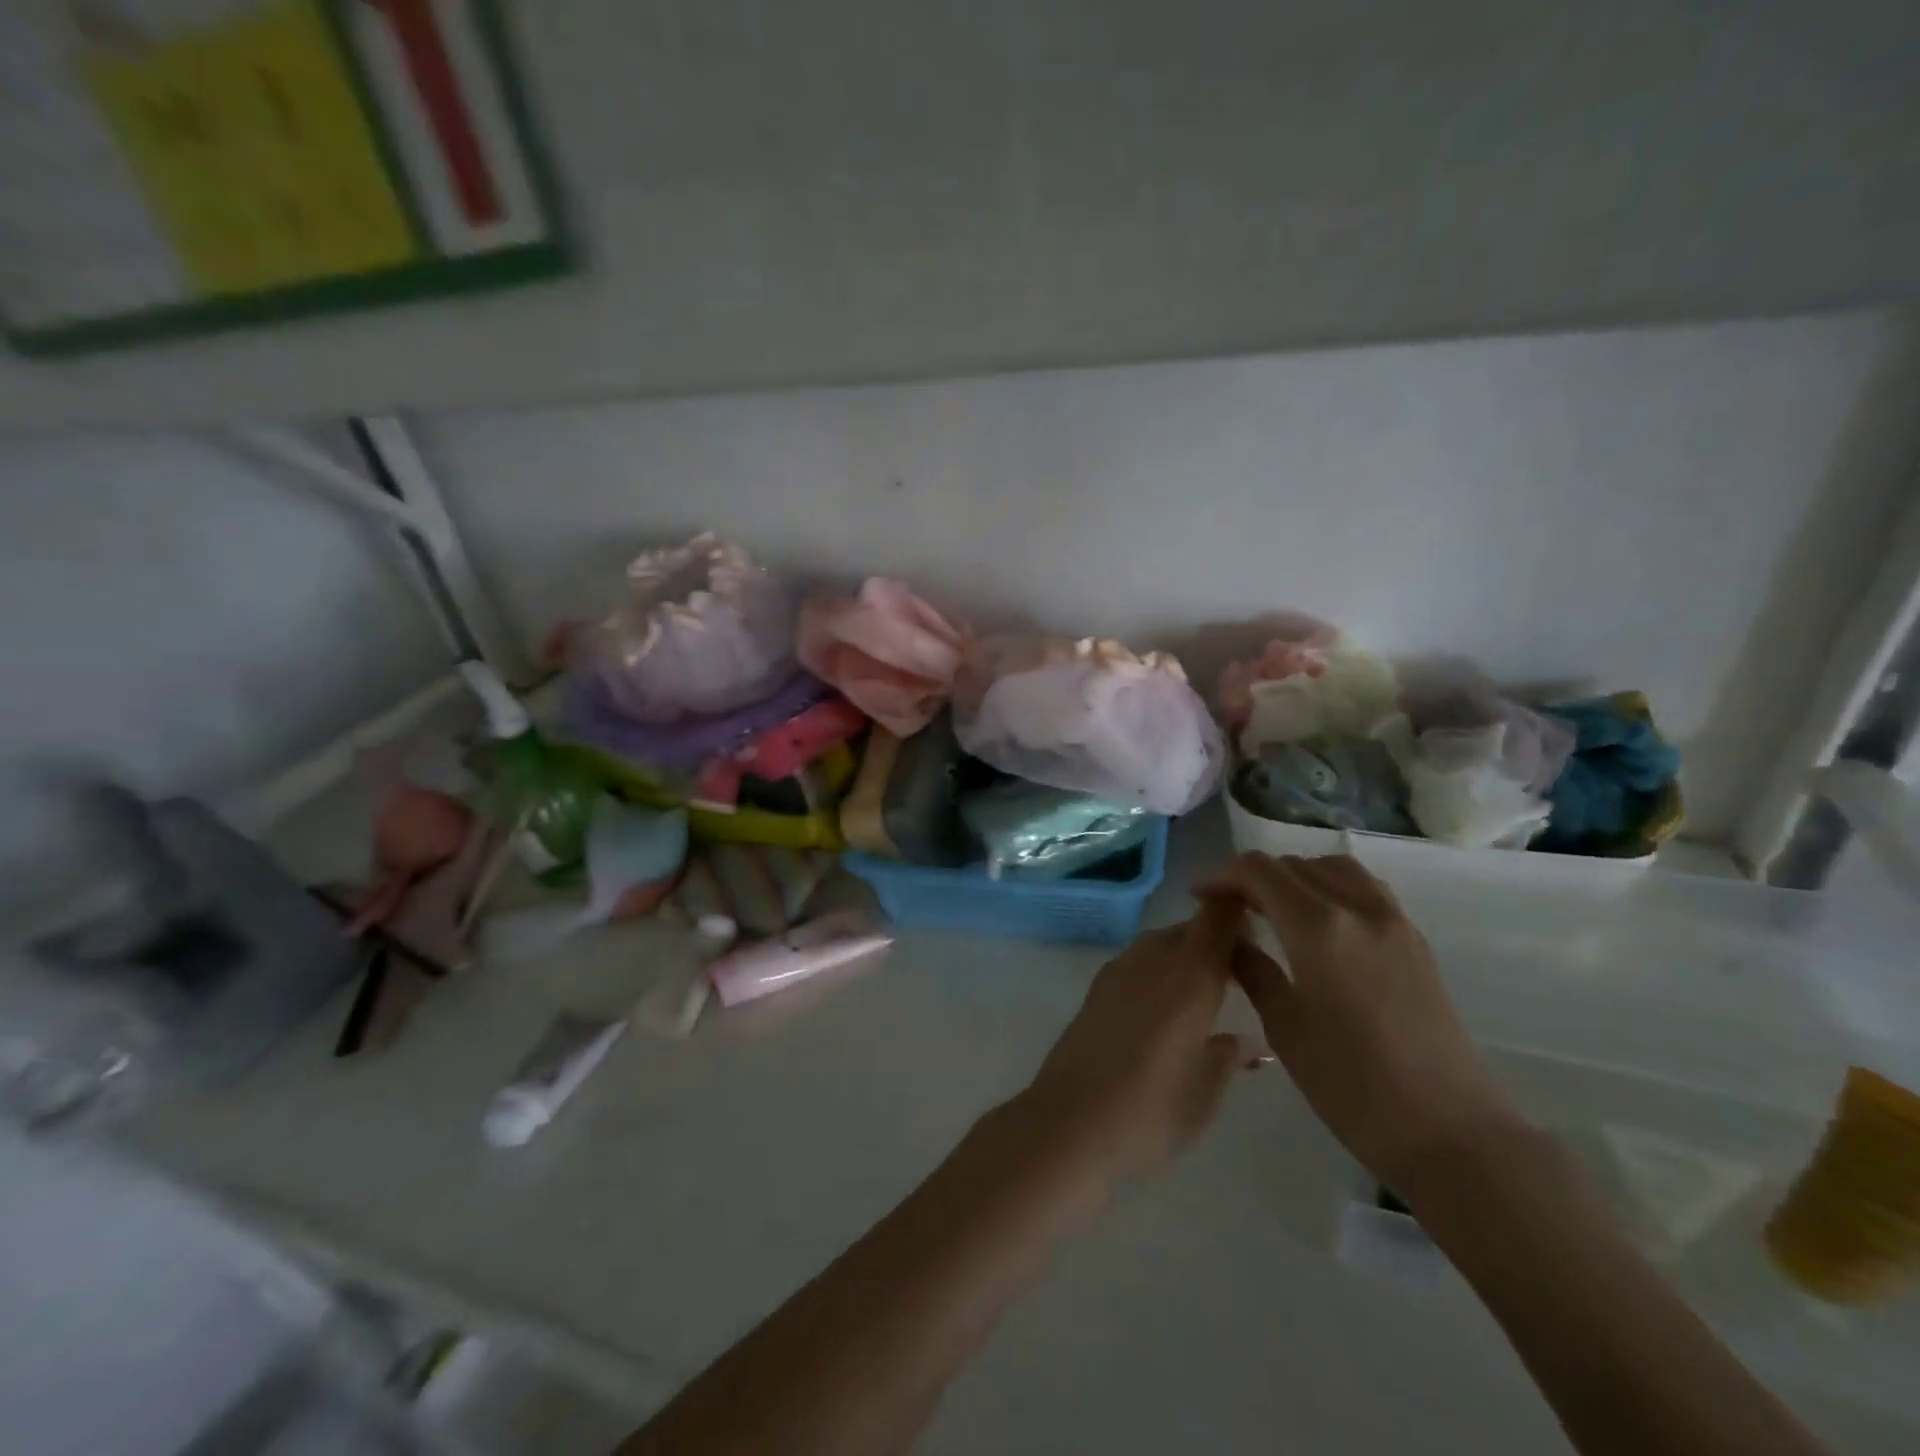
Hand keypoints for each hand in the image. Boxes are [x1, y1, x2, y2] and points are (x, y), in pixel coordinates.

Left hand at [1007, 899, 1252, 1195]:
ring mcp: (1119, 971)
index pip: (1217, 920)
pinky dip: (1157, 969)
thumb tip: (1245, 1042)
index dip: (1237, 912)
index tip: (1258, 930)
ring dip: (1184, 954)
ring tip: (1204, 991)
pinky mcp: (1096, 988)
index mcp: (1190, 978)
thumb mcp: (1203, 1094)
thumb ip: (1226, 1058)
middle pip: (1189, 930)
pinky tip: (1164, 1005)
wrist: (1069, 1123)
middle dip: (1215, 940)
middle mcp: (1154, 961)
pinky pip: (1137, 961)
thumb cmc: (1149, 1114)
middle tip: (1240, 972)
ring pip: (1160, 943)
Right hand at [1198, 853, 1526, 1196]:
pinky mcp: (1415, 940)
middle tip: (1231, 908)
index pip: (1259, 871)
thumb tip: (1230, 940)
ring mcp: (1393, 921)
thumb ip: (1253, 971)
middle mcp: (1357, 909)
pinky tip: (1319, 924)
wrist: (1449, 1132)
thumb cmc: (1352, 1086)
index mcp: (1318, 928)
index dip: (1222, 876)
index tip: (1201, 897)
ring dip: (1297, 876)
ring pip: (1334, 868)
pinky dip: (1331, 888)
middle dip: (1255, 877)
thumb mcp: (1285, 1028)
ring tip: (1275, 908)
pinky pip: (1365, 888)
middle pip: (1295, 864)